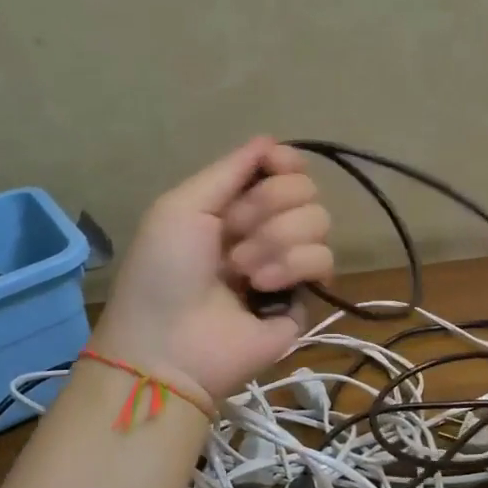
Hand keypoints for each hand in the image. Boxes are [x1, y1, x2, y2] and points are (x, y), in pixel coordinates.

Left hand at [90, 138, 334, 406]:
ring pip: (319, 221)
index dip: (284, 162)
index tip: (275, 166)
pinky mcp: (307, 296)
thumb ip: (230, 169)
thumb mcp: (181, 207)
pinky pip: (324, 259)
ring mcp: (289, 263)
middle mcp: (266, 228)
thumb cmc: (163, 272)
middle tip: (233, 234)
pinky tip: (261, 289)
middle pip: (305, 189)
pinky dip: (291, 267)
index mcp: (234, 204)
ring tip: (242, 271)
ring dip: (275, 241)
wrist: (169, 347)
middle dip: (268, 206)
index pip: (282, 167)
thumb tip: (272, 140)